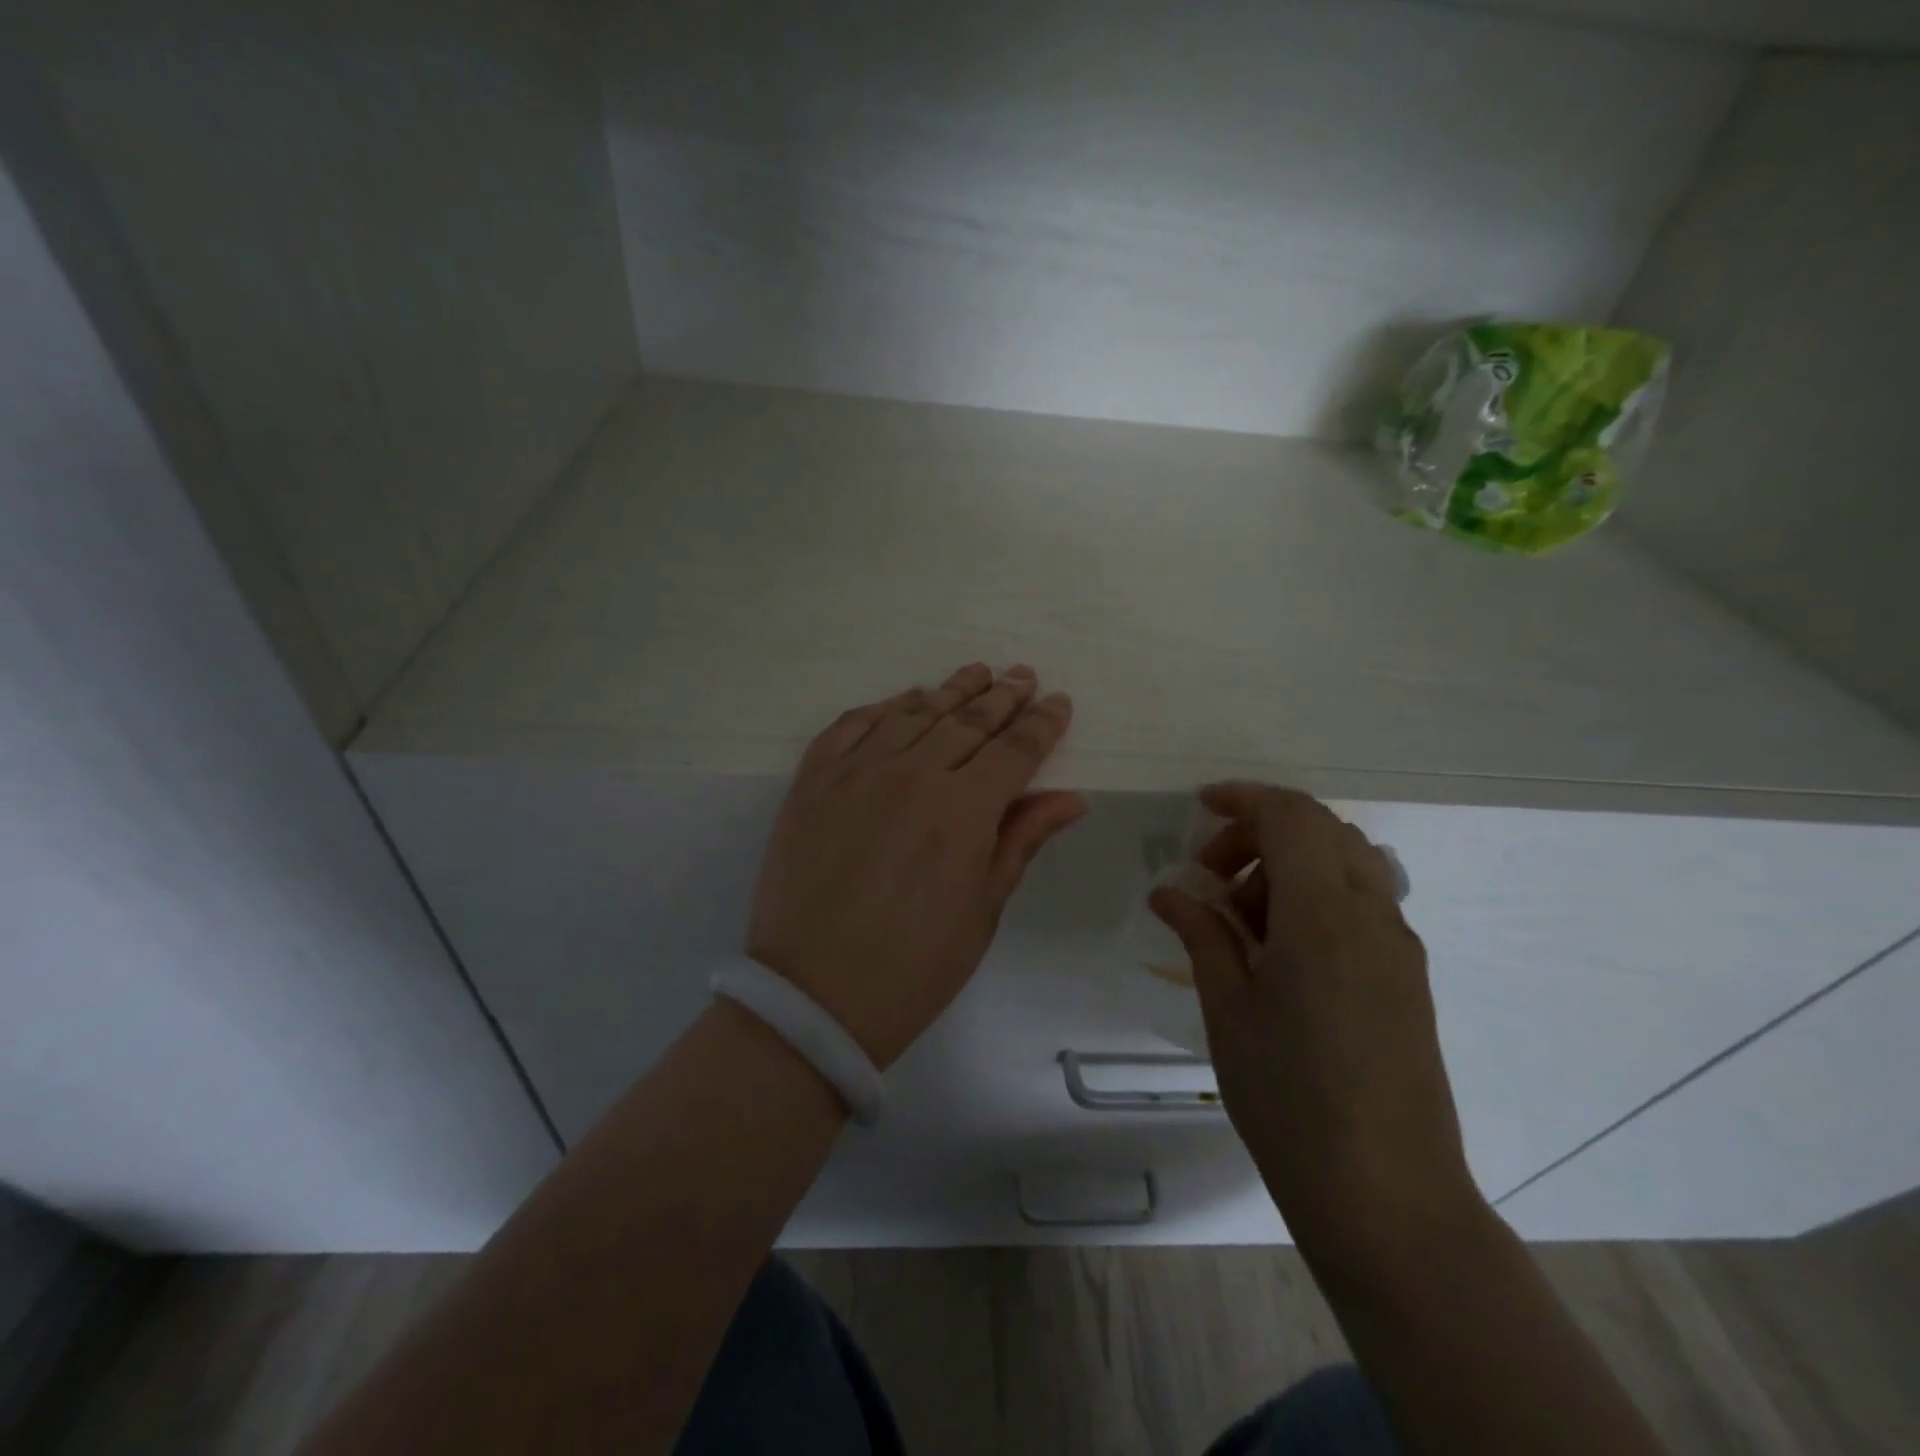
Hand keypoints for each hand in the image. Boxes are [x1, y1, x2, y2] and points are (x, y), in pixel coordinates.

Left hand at [748, 664, 1085, 1068]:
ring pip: (913, 713)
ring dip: (950, 691)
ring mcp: (856, 772)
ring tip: (976, 673)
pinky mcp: (813, 781)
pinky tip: (905, 700)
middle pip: (967, 722)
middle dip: (1002, 698)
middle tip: (1022, 675)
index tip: (1059, 703)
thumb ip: (1021, 841)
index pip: (1014, 752)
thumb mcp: (982, 911)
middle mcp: (911, 775)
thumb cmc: (913, 967)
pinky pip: (852, 725)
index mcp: (962, 812)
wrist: (812, 998)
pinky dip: (884, 707)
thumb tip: (1070, 798)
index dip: (1041, 725)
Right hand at [1150, 783, 1482, 1273]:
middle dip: (1260, 832)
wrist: (1387, 1196)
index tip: (1198, 808)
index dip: (1242, 798)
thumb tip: (1168, 892)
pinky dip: (1316, 894)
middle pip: (1321, 828)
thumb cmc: (1289, 1098)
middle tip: (1211, 878)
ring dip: (1290, 863)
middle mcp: (1372, 915)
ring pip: (1347, 861)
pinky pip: (1362, 900)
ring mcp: (1398, 945)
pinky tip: (1280, 950)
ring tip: (1243, 919)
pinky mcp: (1407, 975)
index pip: (1290, 815)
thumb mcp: (1228, 1008)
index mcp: (1323, 915)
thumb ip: (1202, 934)